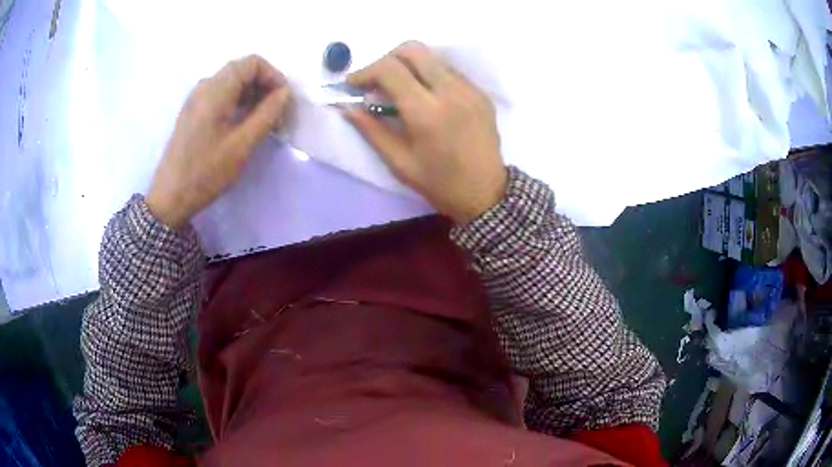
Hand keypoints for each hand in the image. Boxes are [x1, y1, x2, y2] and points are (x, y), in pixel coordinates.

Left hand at [146, 55, 291, 228]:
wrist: (170, 197)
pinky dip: (237, 101)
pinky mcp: (193, 111)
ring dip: (251, 93)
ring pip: (231, 81)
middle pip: (241, 69)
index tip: (282, 100)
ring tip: (262, 119)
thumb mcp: (241, 145)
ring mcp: (196, 99)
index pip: (252, 63)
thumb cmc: (205, 172)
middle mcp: (204, 86)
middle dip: (264, 84)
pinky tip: (242, 123)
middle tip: (275, 112)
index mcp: (215, 90)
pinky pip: (220, 94)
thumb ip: (267, 115)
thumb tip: (285, 93)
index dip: (273, 75)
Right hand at [344, 42, 506, 224]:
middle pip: (412, 50)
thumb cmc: (439, 184)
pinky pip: (450, 71)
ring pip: (432, 58)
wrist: (486, 194)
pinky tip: (426, 97)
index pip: (390, 69)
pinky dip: (430, 75)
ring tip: (401, 90)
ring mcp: (470, 89)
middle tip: (377, 82)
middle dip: (387, 59)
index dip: (365, 71)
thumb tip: (347, 108)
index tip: (353, 85)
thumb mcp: (399, 163)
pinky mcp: (481, 93)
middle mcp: (450, 91)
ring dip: (409, 66)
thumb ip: (372, 131)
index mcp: (426, 112)